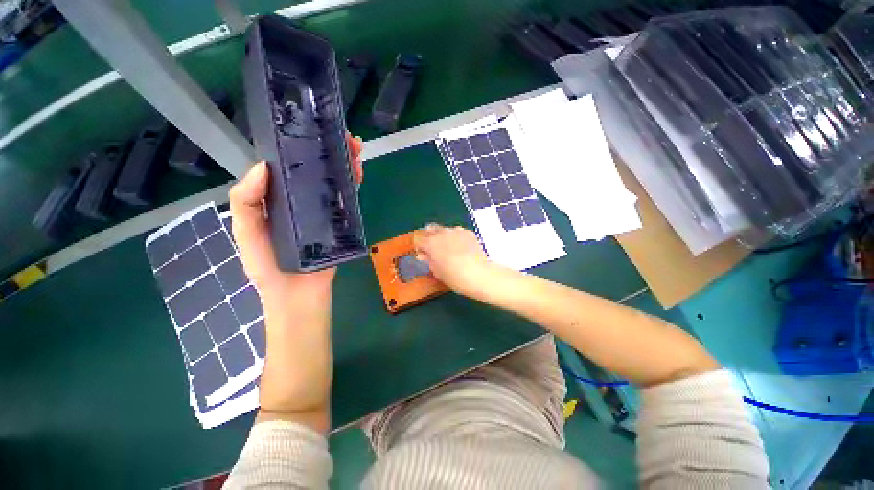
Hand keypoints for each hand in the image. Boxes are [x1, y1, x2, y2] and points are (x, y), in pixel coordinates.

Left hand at [229, 134, 363, 301]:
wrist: (297, 295)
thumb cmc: (266, 266)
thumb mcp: (246, 232)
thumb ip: (246, 201)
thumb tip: (262, 165)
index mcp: (279, 198)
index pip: (289, 167)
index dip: (298, 146)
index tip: (308, 128)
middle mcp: (303, 200)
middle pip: (317, 170)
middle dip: (329, 149)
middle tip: (341, 134)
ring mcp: (325, 211)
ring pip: (336, 181)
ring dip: (344, 162)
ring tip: (354, 145)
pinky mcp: (341, 223)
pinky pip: (348, 200)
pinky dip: (353, 184)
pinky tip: (358, 169)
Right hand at [413, 224, 494, 298]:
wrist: (478, 274)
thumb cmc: (454, 276)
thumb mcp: (436, 272)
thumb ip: (429, 260)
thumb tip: (425, 255)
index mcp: (431, 243)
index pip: (418, 240)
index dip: (420, 247)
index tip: (424, 255)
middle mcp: (442, 233)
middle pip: (431, 229)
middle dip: (430, 237)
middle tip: (435, 249)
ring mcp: (456, 230)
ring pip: (445, 230)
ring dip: (444, 236)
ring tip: (450, 248)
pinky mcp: (468, 232)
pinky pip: (458, 232)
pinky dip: (457, 238)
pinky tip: (462, 248)